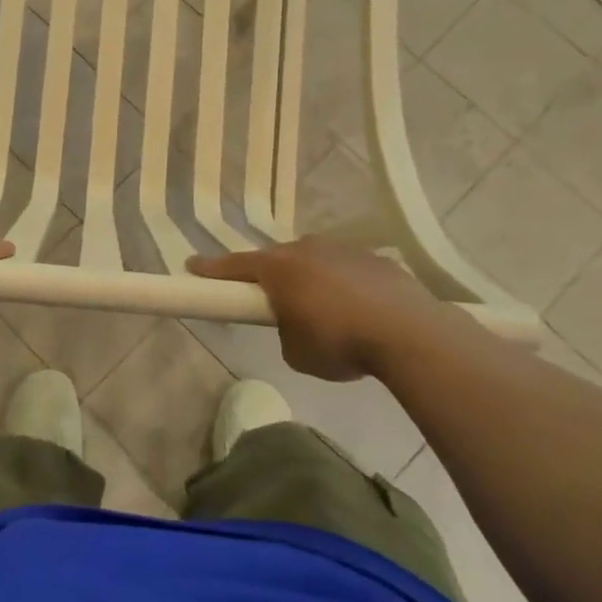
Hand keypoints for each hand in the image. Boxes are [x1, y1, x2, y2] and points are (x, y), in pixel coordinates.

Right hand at [189, 239, 452, 380]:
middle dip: (270, 276)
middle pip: (277, 259)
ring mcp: (344, 250)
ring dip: (310, 279)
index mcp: (279, 268)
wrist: (409, 333)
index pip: (234, 265)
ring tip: (321, 310)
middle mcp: (307, 249)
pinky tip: (356, 310)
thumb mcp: (296, 352)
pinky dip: (343, 286)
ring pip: (314, 261)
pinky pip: (346, 270)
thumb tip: (296, 324)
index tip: (192, 266)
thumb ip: (285, 331)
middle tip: (269, 298)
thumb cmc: (339, 343)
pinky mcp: (376, 260)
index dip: (211, 269)